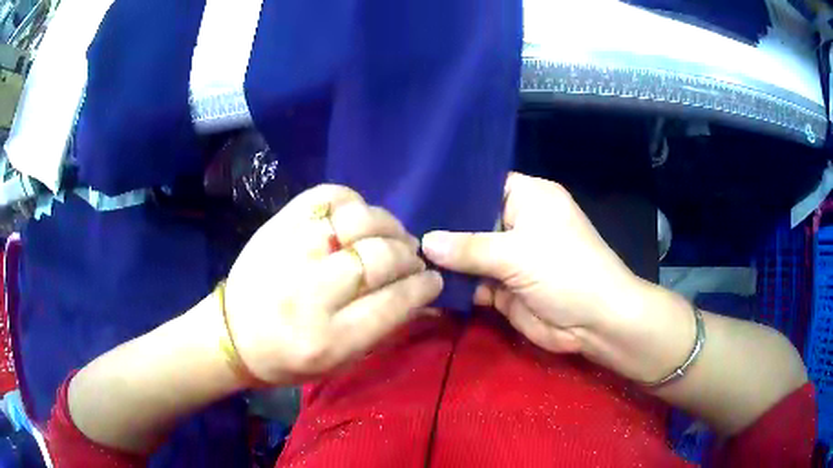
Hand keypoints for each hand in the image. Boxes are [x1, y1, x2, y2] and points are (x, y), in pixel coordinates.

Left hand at [225, 184, 442, 385]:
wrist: (232, 334)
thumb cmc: (288, 359)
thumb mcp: (339, 362)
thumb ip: (385, 330)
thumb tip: (425, 297)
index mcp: (328, 339)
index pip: (394, 302)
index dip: (423, 287)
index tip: (433, 280)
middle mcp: (309, 293)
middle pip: (380, 258)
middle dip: (409, 257)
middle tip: (412, 259)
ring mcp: (291, 251)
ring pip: (358, 221)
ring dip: (387, 226)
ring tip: (390, 237)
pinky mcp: (277, 226)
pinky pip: (325, 196)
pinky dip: (352, 201)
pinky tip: (357, 217)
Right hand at [422, 173, 648, 372]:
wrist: (595, 323)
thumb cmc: (566, 272)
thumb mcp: (517, 254)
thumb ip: (469, 248)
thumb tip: (424, 242)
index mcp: (529, 198)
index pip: (483, 183)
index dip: (452, 189)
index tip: (414, 194)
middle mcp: (518, 223)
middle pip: (471, 220)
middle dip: (441, 228)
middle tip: (399, 227)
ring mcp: (510, 257)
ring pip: (469, 254)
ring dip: (444, 259)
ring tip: (401, 253)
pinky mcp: (504, 287)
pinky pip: (473, 282)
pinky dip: (454, 285)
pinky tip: (422, 282)